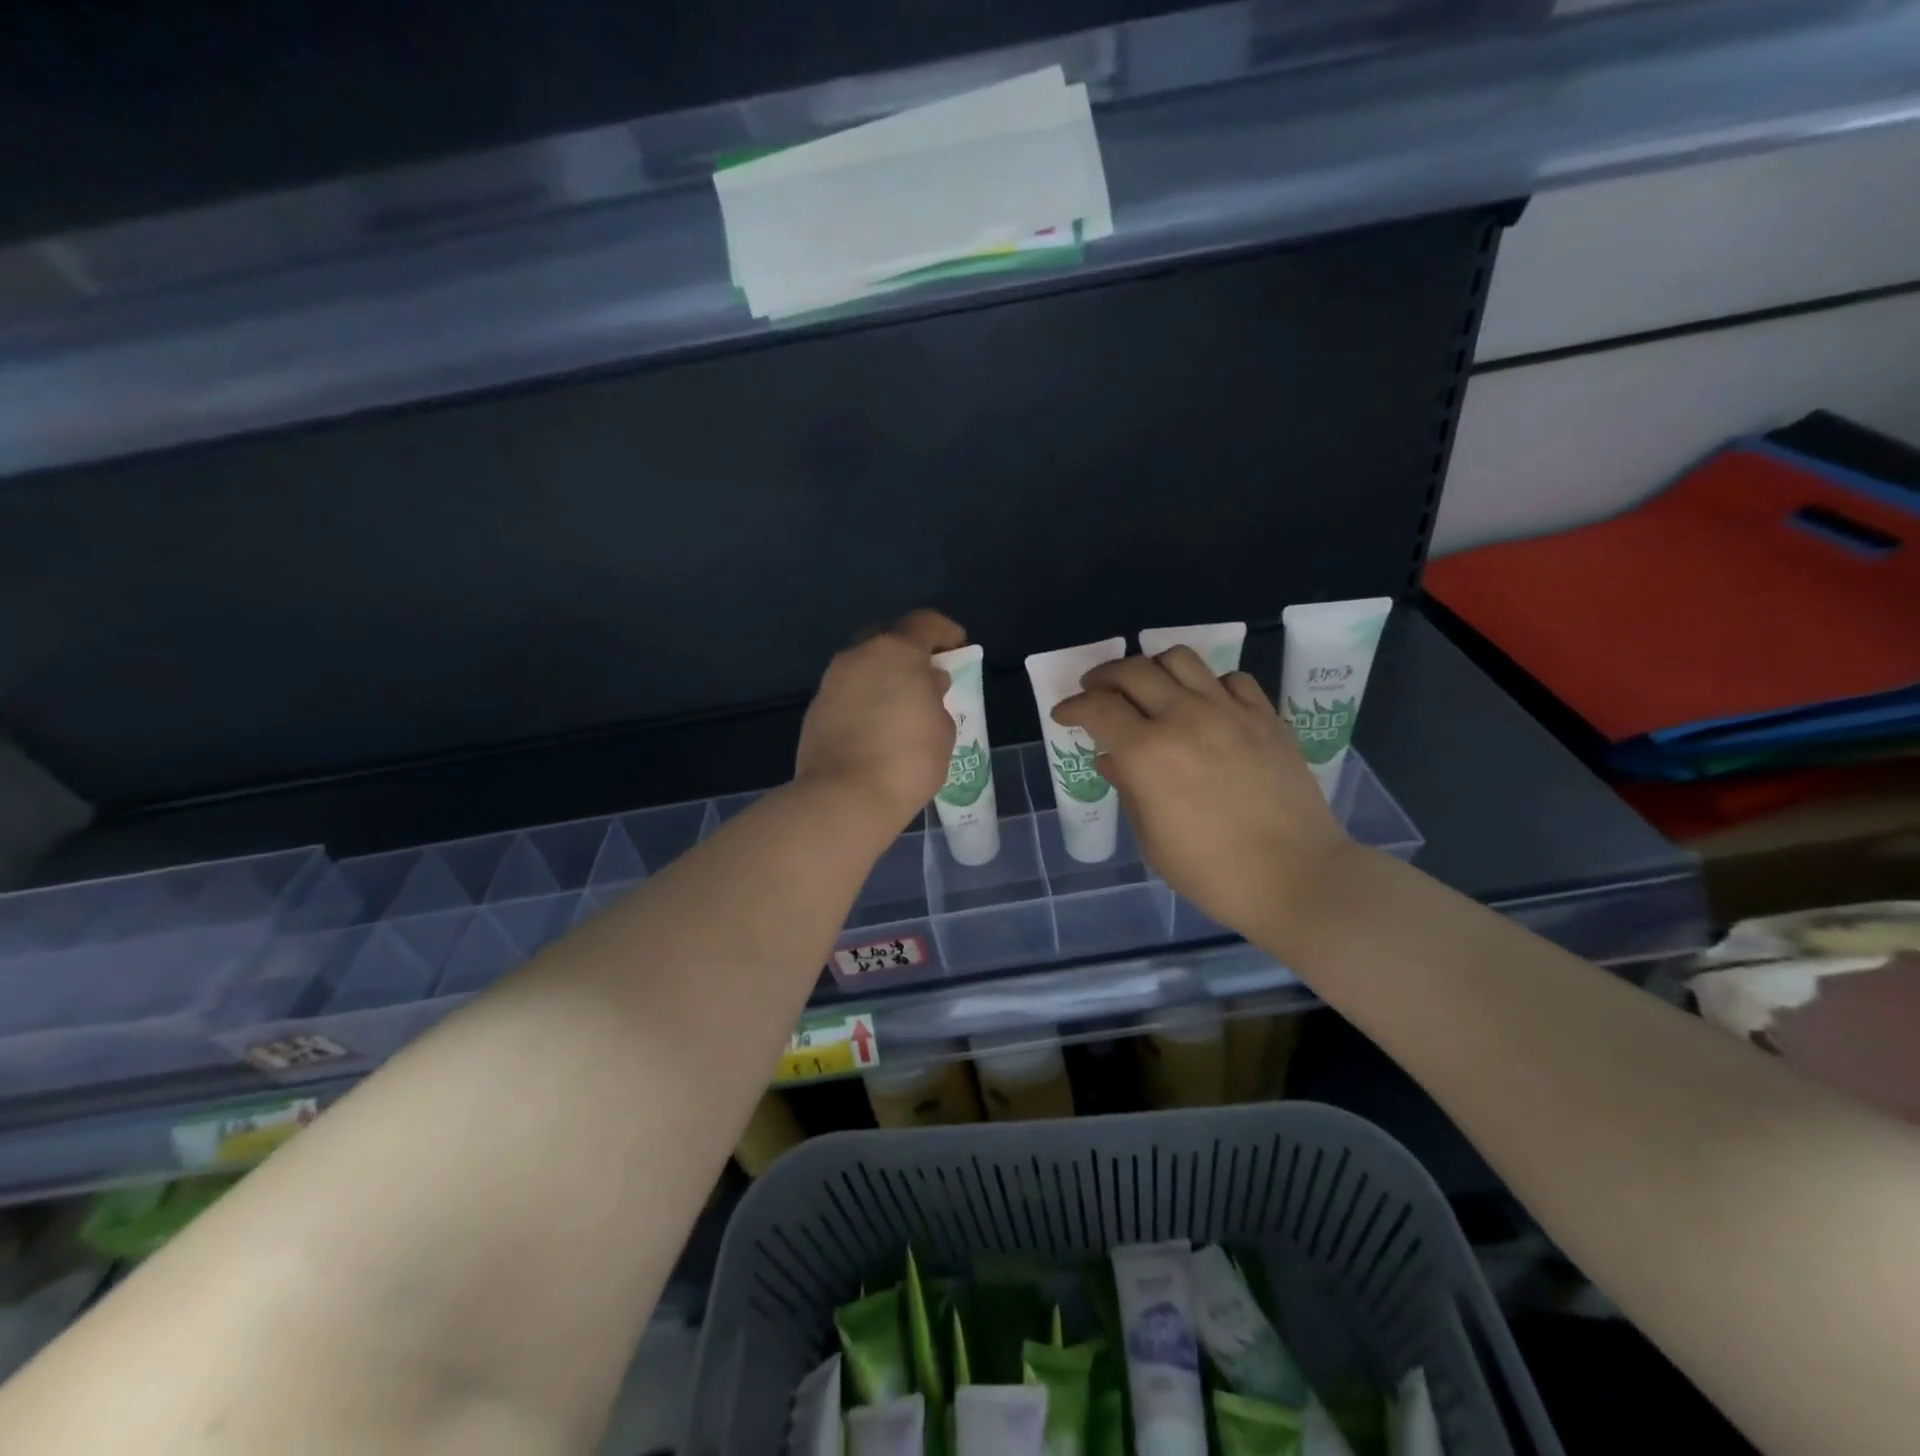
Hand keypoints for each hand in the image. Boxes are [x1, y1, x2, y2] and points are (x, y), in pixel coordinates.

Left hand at [796, 609, 966, 829]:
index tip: (958, 649)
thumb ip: (935, 696)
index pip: (924, 623)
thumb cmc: (907, 759)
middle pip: (887, 639)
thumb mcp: (942, 728)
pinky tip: (875, 728)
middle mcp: (858, 656)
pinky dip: (864, 701)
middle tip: (925, 676)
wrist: (844, 797)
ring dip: (882, 678)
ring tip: (900, 707)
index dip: (945, 632)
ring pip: (863, 667)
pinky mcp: (815, 710)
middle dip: (908, 652)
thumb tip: (925, 685)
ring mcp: (831, 682)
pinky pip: (847, 694)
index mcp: (895, 651)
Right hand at [1053, 647, 1352, 935]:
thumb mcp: (1152, 838)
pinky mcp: (1265, 716)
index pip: (1097, 708)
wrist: (1295, 877)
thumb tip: (1112, 758)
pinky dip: (1207, 683)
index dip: (1072, 706)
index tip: (1064, 714)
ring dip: (1152, 668)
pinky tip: (1204, 704)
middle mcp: (1184, 718)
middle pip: (1133, 671)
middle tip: (1096, 690)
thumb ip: (1128, 788)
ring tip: (1147, 687)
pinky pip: (1229, 678)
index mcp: (1147, 753)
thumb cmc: (1211, 871)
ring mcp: (1229, 712)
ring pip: (1180, 659)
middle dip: (1104, 677)